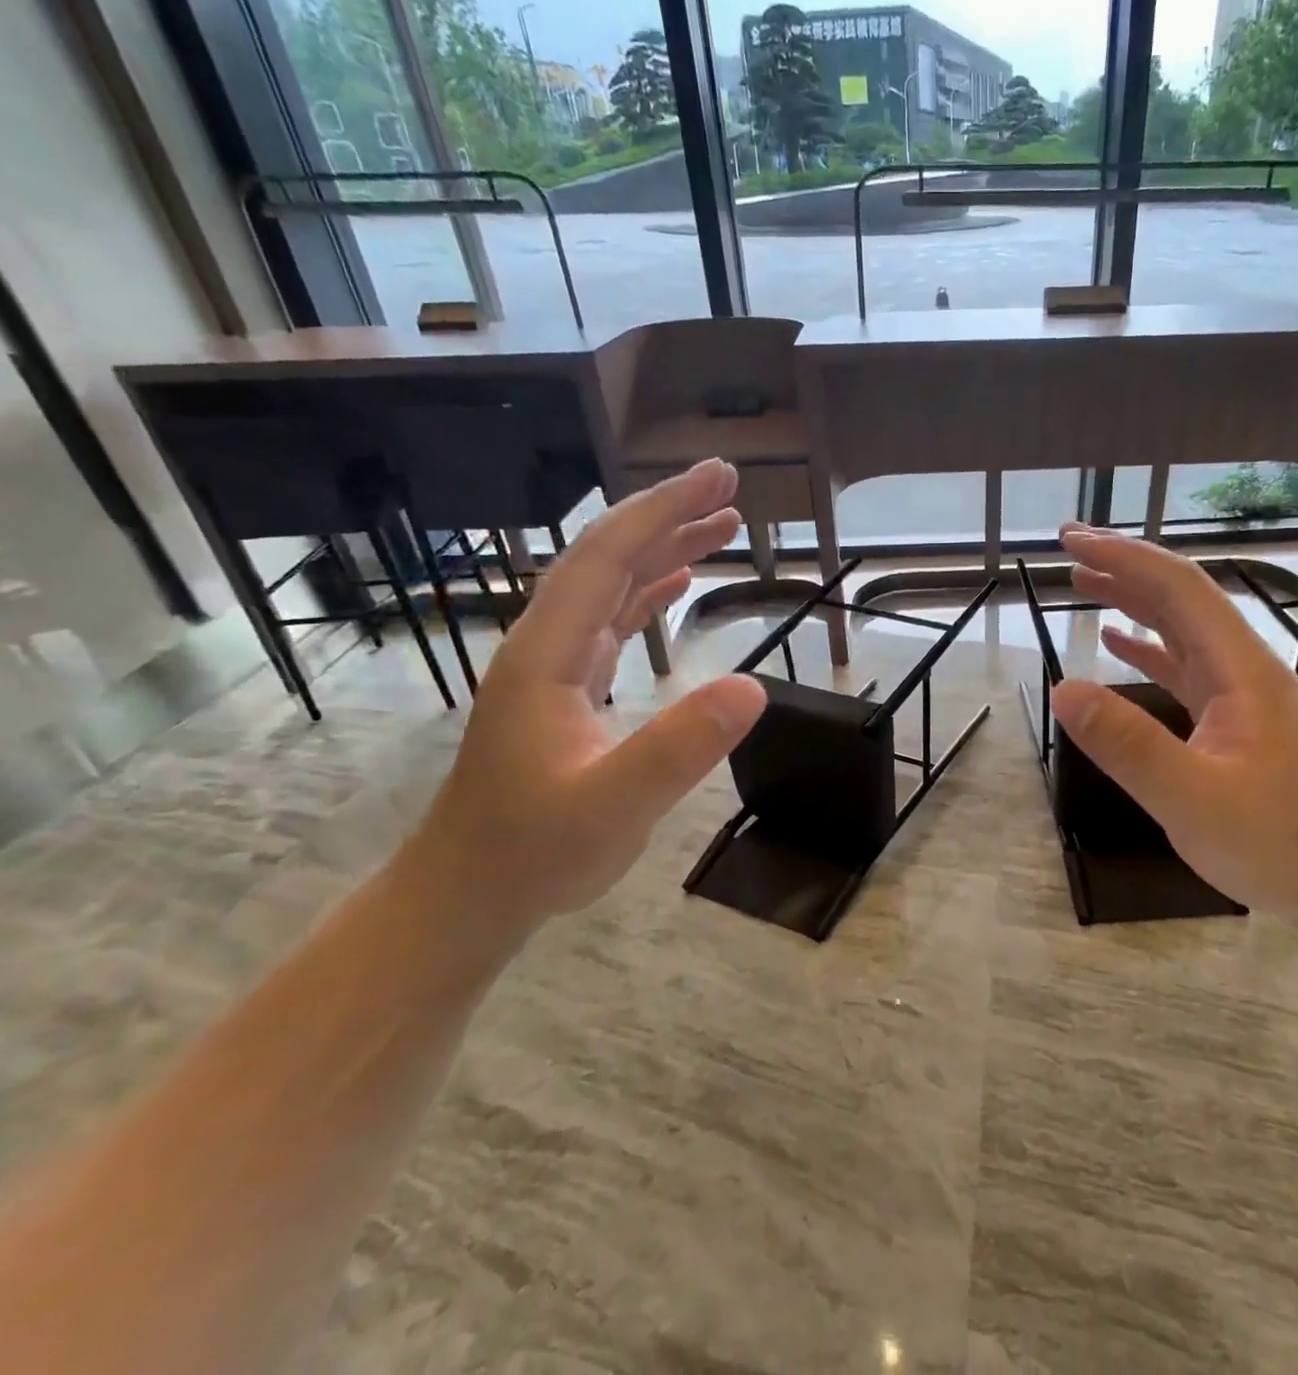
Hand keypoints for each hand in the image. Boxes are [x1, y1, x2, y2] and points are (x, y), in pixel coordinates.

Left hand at [399, 459, 765, 933]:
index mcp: (548, 655)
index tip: (719, 479)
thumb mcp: (614, 805)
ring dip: (664, 549)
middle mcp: (546, 646)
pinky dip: (649, 592)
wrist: (467, 896)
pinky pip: (612, 621)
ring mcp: (553, 667)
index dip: (664, 511)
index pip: (608, 559)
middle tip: (730, 486)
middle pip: (608, 558)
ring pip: (611, 586)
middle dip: (668, 514)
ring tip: (721, 524)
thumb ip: (680, 747)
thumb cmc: (533, 852)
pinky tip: (676, 584)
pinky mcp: (566, 690)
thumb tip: (754, 686)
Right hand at [1048, 526, 1297, 919]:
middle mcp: (1242, 667)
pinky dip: (1146, 646)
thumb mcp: (1193, 798)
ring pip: (1181, 628)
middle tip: (1069, 549)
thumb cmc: (1278, 842)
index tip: (1074, 541)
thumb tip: (1064, 689)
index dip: (1125, 557)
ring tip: (1083, 582)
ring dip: (1132, 600)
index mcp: (1240, 669)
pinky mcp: (1233, 719)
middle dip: (1125, 566)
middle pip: (1181, 597)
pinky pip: (1183, 666)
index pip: (1179, 589)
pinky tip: (1115, 644)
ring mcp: (1240, 693)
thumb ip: (1129, 744)